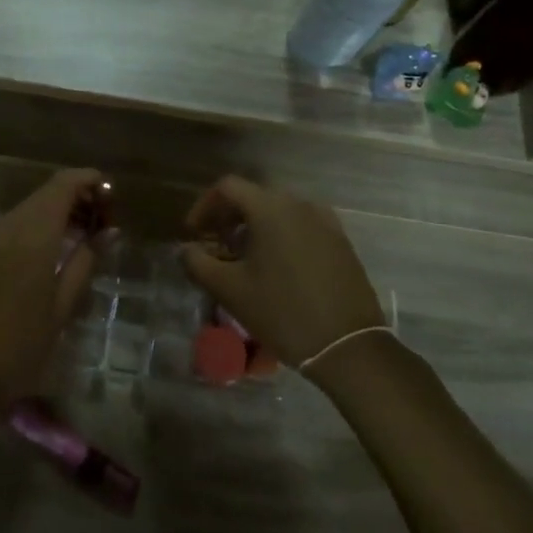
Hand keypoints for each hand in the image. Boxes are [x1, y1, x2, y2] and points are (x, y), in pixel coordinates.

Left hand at [0, 168, 105, 405]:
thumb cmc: (20, 348)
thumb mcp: (62, 307)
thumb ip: (85, 261)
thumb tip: (107, 231)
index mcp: (31, 236)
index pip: (62, 185)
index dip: (89, 180)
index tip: (111, 196)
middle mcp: (3, 227)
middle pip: (44, 195)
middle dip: (75, 199)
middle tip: (100, 224)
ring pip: (25, 211)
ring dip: (53, 215)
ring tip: (77, 241)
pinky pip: (7, 229)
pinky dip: (31, 230)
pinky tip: (45, 256)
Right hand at [179, 176, 384, 366]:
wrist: (347, 345)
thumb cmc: (282, 312)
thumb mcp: (230, 290)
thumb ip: (198, 263)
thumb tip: (185, 250)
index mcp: (270, 208)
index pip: (228, 187)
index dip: (204, 205)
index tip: (194, 233)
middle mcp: (299, 205)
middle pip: (255, 195)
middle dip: (229, 216)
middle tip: (216, 245)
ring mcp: (325, 222)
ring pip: (280, 211)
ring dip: (256, 225)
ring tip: (245, 257)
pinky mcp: (341, 242)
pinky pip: (302, 226)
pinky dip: (282, 235)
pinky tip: (278, 266)